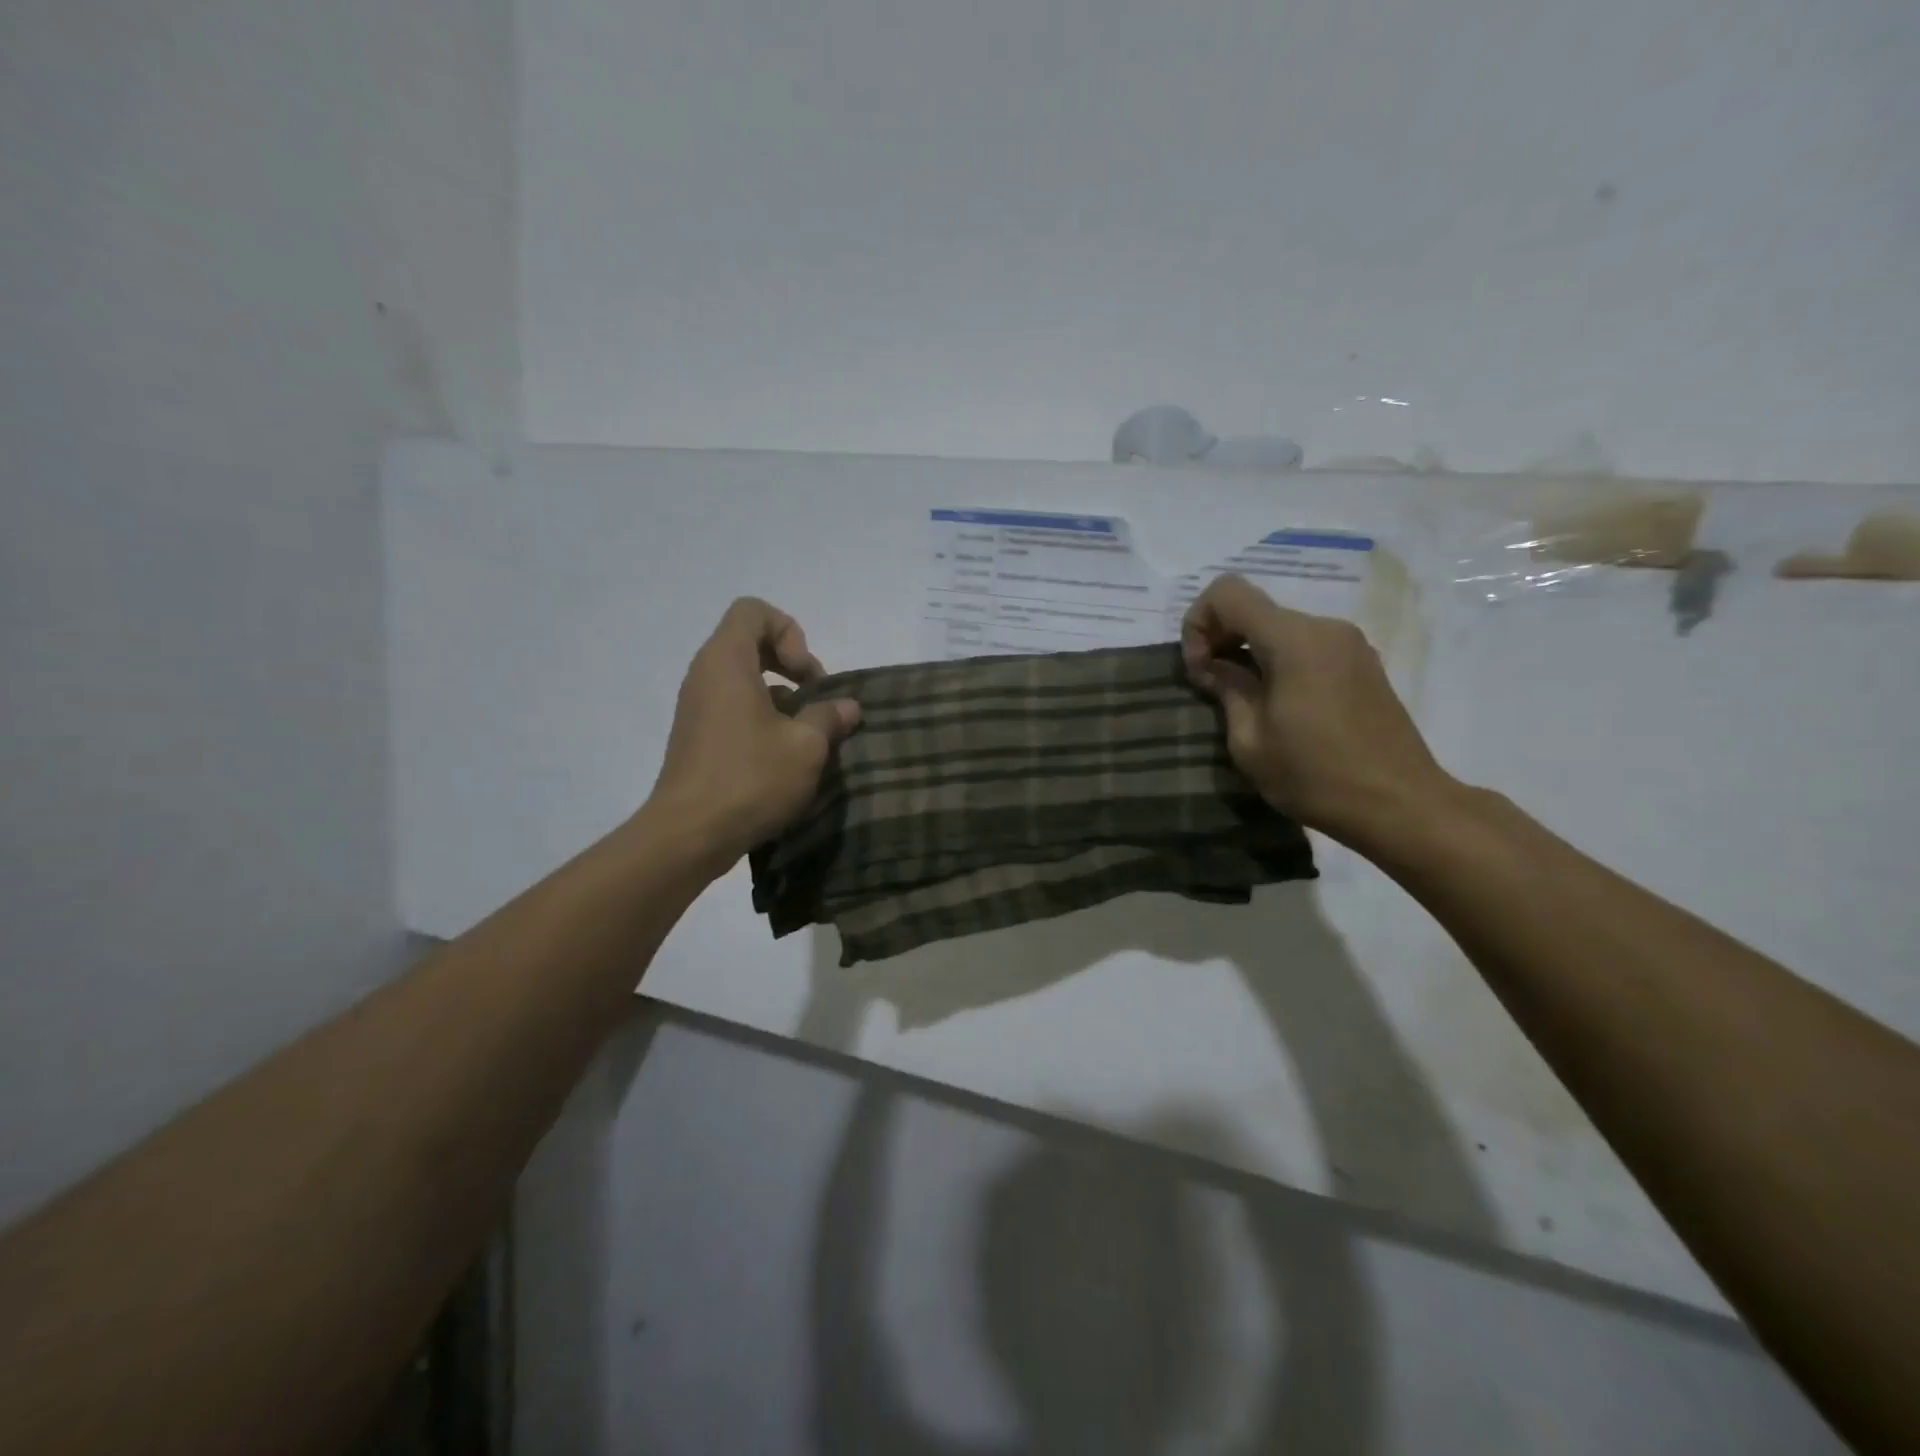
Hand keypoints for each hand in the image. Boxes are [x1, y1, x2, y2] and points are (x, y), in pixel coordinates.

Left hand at [648, 598, 860, 867]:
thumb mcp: (806, 747)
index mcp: (726, 662)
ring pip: (743, 678)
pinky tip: (783, 756)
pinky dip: (761, 717)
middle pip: (749, 642)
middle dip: (790, 663)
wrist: (689, 835)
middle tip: (814, 700)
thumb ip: (829, 717)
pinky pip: (732, 707)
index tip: (805, 676)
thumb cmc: (750, 778)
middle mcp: (705, 675)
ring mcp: (696, 707)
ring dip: (779, 696)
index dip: (789, 632)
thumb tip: (848, 707)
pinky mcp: (696, 737)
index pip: (753, 611)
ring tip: (804, 733)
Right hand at [1179, 574, 1458, 847]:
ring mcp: (1349, 644)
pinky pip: (1306, 646)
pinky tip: (1280, 706)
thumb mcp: (1250, 742)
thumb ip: (1227, 690)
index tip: (1200, 670)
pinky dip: (1279, 662)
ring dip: (1250, 653)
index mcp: (1293, 640)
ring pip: (1280, 628)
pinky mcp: (1363, 664)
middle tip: (1212, 688)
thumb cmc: (1316, 776)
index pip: (1227, 593)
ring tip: (1244, 702)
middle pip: (1255, 609)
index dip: (1199, 623)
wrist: (1400, 805)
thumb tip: (1214, 667)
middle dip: (1222, 639)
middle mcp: (1324, 628)